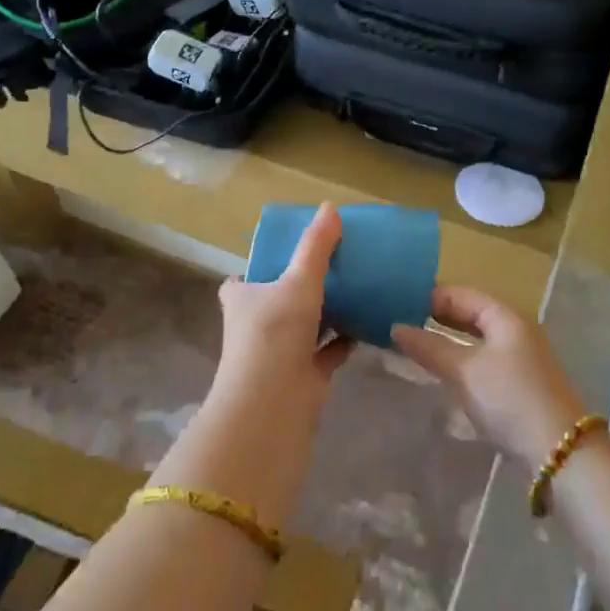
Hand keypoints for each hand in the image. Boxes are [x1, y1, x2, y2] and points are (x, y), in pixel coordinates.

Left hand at [213, 202, 353, 418]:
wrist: (274, 403)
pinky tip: (368, 323)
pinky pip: (326, 350)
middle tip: (333, 266)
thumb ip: (315, 246)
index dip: (259, 267)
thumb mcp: (298, 280)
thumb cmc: (275, 332)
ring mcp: (278, 353)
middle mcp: (255, 326)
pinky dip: (344, 339)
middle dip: (299, 288)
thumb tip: (330, 207)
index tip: (283, 255)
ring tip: (356, 288)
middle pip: (277, 301)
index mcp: (242, 299)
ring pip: (304, 326)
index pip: (241, 280)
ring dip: (325, 312)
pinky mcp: (303, 375)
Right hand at [394, 287, 588, 470]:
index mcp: (505, 316)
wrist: (558, 451)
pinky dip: (461, 358)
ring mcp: (520, 356)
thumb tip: (396, 328)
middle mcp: (515, 329)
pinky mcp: (519, 382)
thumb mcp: (465, 370)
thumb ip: (430, 347)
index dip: (430, 296)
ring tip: (414, 345)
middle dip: (437, 317)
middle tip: (400, 324)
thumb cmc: (509, 398)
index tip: (396, 304)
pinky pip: (483, 358)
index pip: (461, 293)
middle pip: (470, 313)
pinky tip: (442, 370)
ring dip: (447, 339)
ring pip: (476, 338)